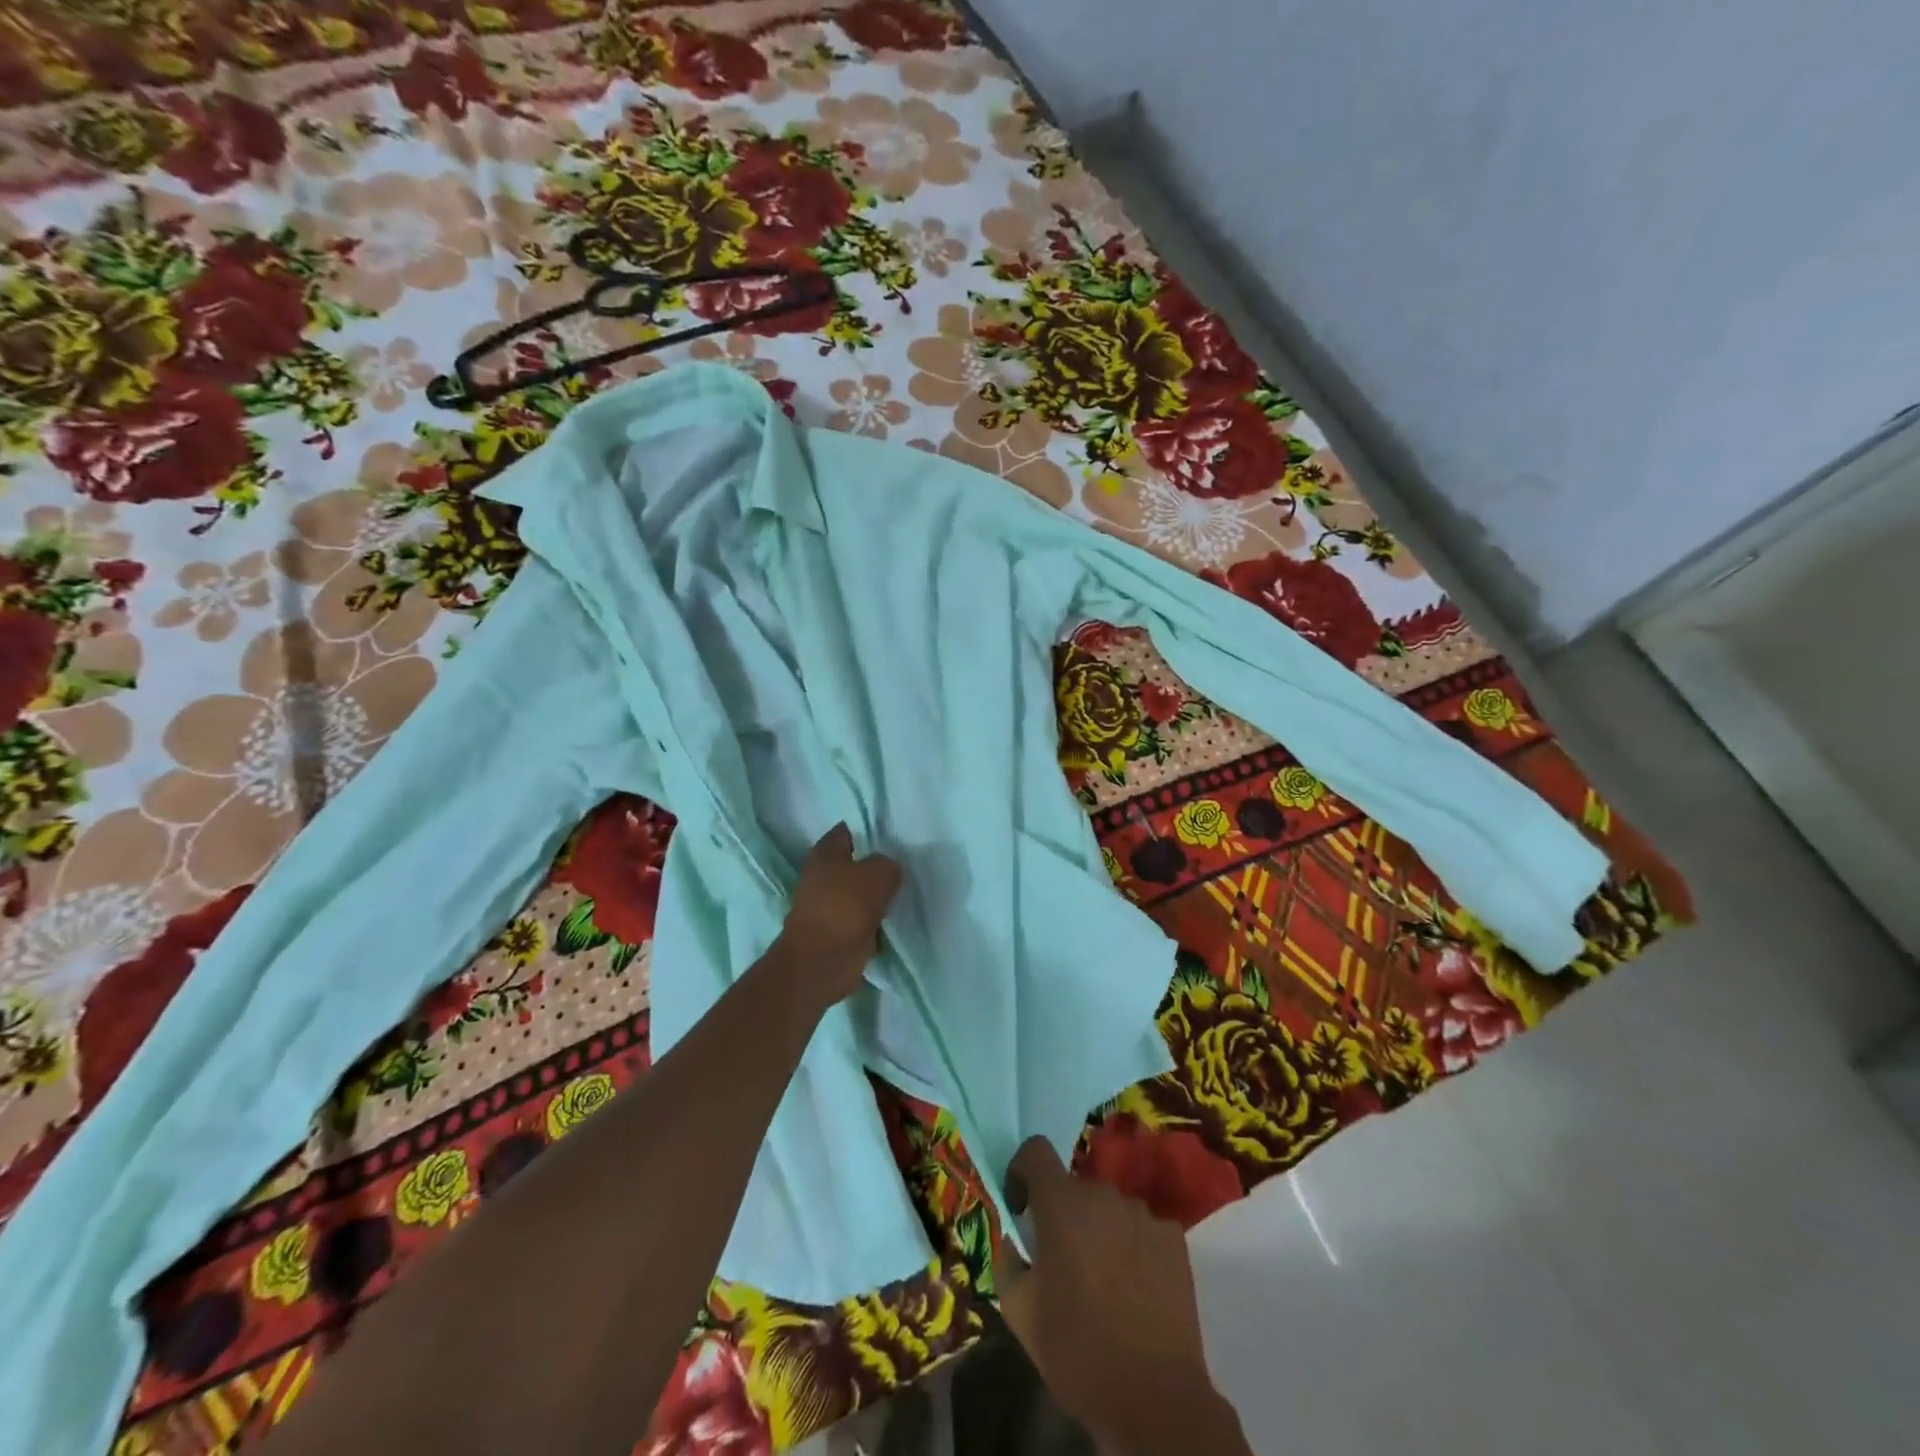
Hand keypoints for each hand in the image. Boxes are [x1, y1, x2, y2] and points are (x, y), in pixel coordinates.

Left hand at [776, 824, 900, 1003]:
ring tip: (906, 891)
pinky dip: (876, 921)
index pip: (848, 830)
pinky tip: (897, 918)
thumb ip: (888, 864)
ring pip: (860, 893)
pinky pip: (863, 919)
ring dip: (878, 895)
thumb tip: (888, 871)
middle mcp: (821, 876)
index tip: (895, 833)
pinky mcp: (836, 932)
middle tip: (907, 864)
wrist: (821, 963)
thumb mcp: (879, 874)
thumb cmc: (845, 908)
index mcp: (824, 853)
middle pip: (855, 863)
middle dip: (877, 865)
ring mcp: (827, 906)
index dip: (870, 829)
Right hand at [994, 1138, 1249, 1455]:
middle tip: (1064, 1262)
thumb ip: (1007, 1261)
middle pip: (1074, 1186)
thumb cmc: (1077, 1352)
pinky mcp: (1173, 1237)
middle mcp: (1102, 1195)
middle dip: (1063, 1214)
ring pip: (1109, 1208)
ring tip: (1104, 1281)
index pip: (1035, 1150)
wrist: (1155, 1399)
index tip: (1023, 1210)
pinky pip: (1142, 1228)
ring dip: (1100, 1230)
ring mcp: (1142, 1213)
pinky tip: (1136, 1289)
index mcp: (1060, 1205)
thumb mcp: (1019, 1313)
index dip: (1023, 1173)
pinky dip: (1133, 1247)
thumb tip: (1013, 1240)